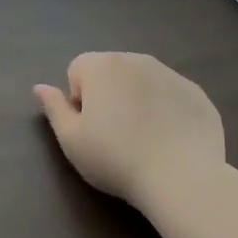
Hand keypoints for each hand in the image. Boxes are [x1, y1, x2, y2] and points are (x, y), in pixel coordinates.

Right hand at [34, 52, 224, 210]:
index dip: (78, 99)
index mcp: (102, 65)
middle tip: (114, 135)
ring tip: (144, 139)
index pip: (77, 70)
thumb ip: (53, 108)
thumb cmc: (116, 158)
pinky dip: (167, 111)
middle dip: (108, 95)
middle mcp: (137, 59)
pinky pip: (172, 96)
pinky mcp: (197, 93)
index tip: (89, 128)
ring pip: (143, 81)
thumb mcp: (71, 139)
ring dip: (138, 100)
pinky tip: (170, 142)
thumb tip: (40, 87)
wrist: (181, 177)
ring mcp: (171, 74)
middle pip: (111, 71)